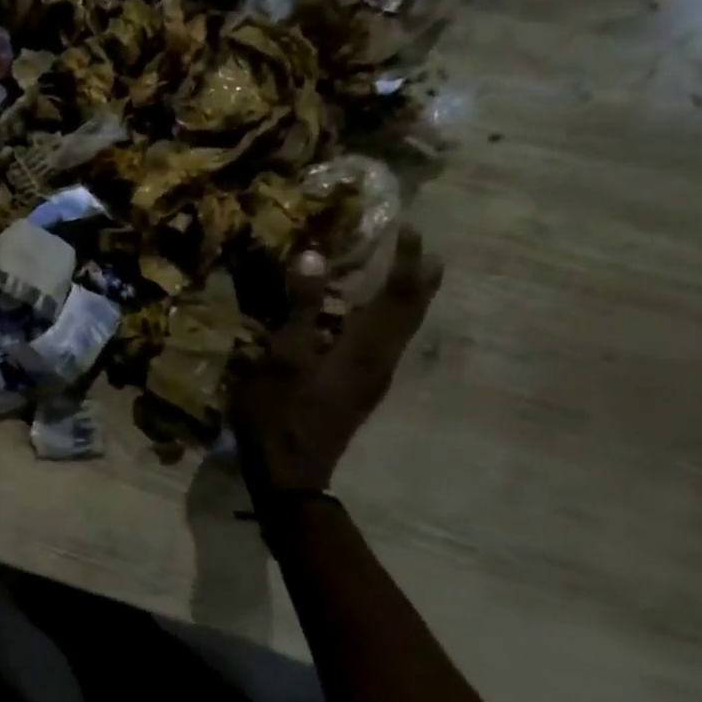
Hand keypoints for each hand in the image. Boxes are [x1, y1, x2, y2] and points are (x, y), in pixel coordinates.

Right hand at [229, 226, 442, 502]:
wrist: (289, 472)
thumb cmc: (280, 411)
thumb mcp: (284, 355)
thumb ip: (303, 307)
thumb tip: (316, 256)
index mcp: (365, 349)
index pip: (399, 296)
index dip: (408, 262)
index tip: (412, 229)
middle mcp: (380, 361)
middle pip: (410, 314)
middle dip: (418, 280)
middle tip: (421, 249)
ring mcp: (371, 379)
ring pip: (401, 331)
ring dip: (405, 299)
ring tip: (403, 274)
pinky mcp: (358, 390)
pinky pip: (384, 343)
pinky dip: (386, 319)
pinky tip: (367, 317)